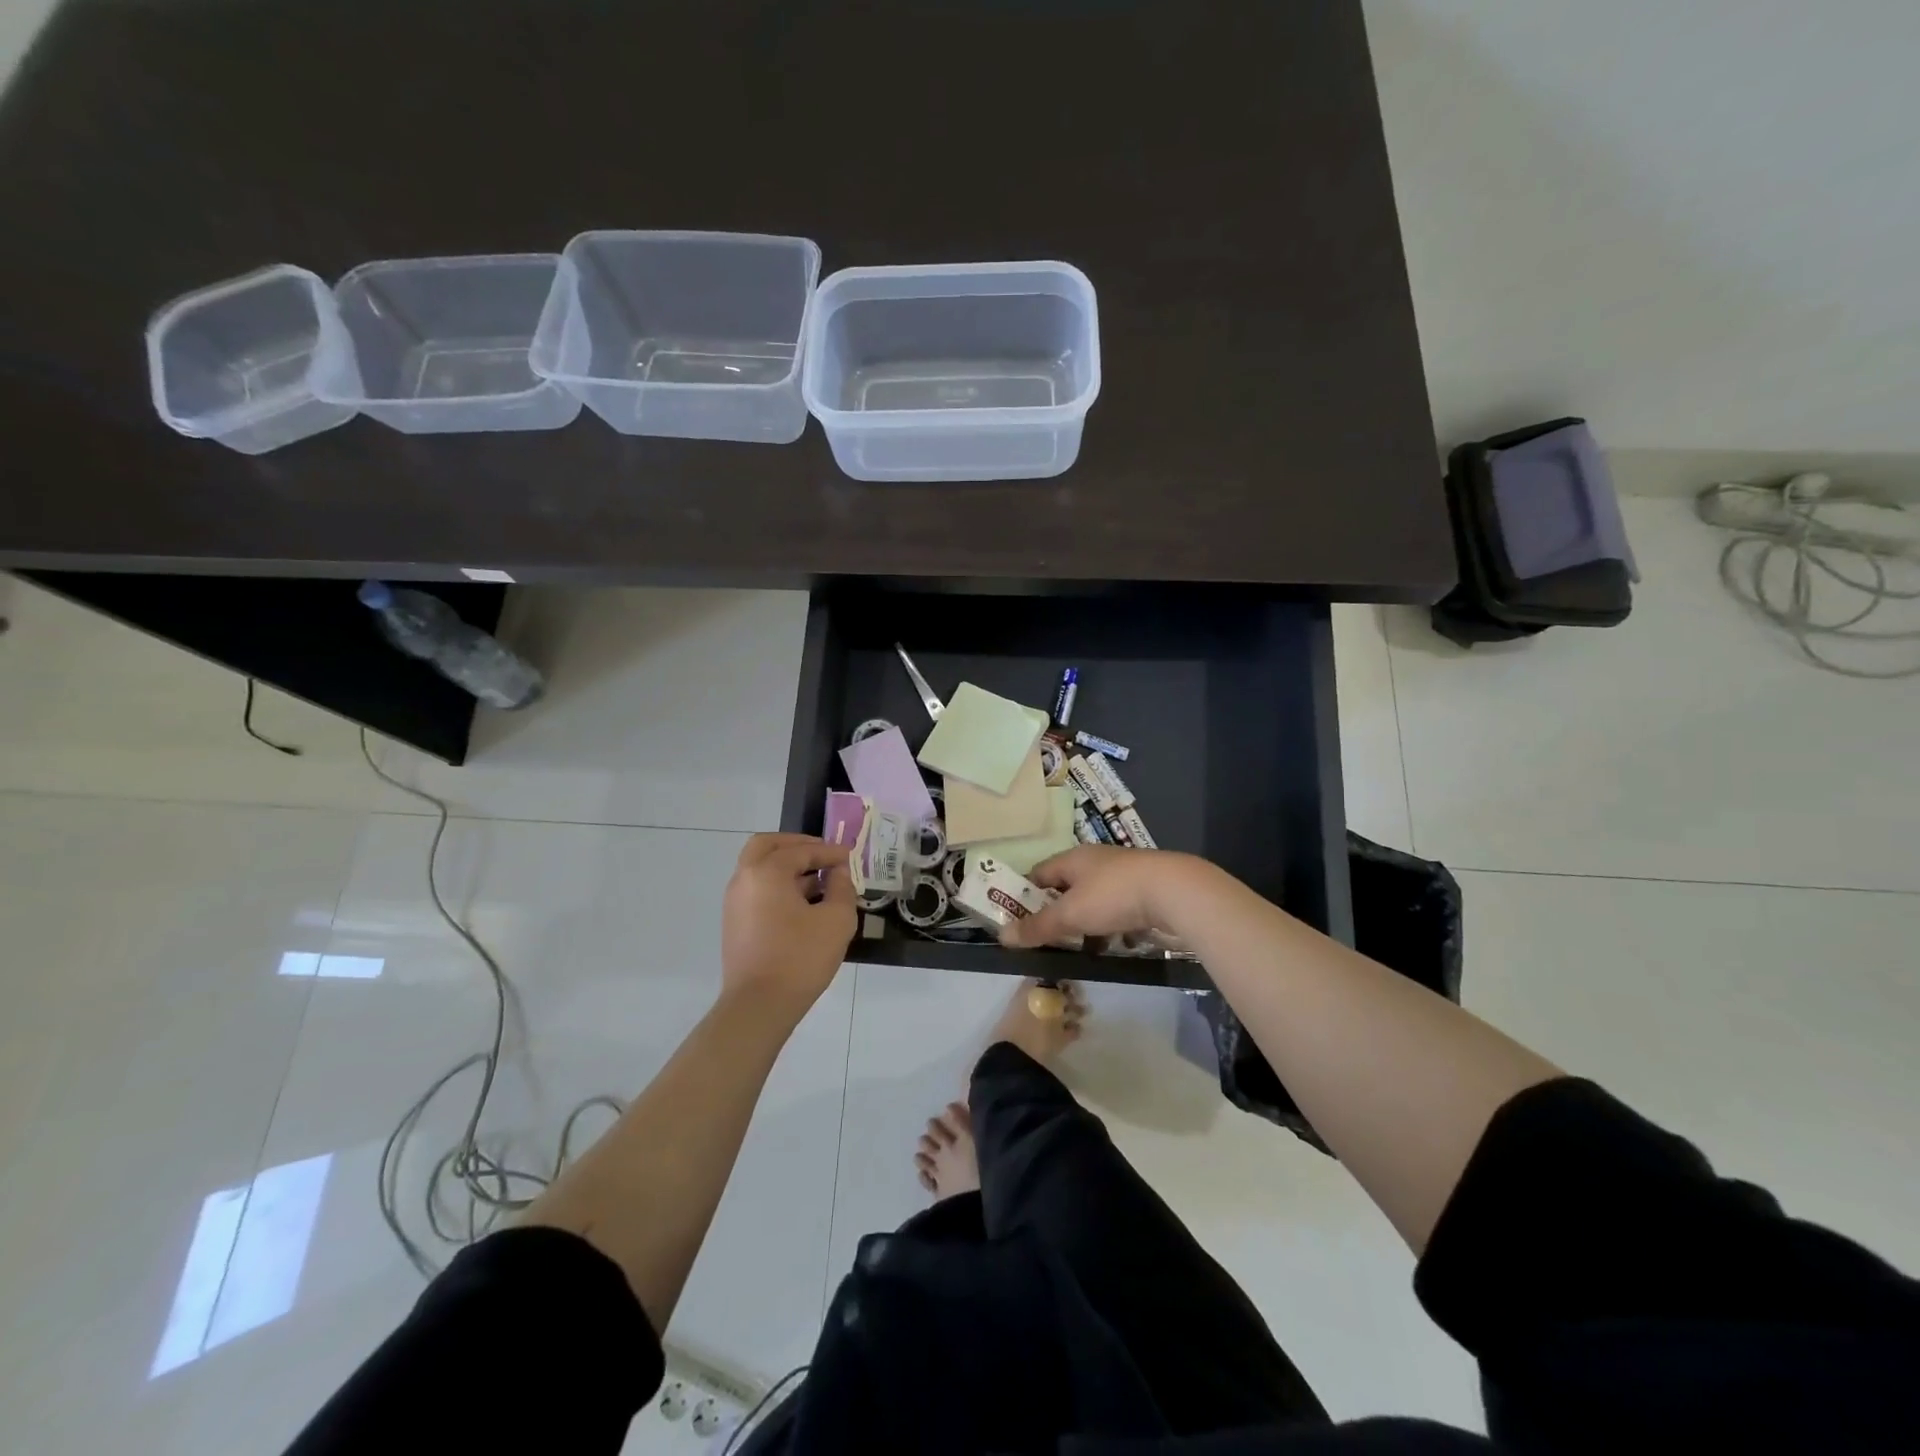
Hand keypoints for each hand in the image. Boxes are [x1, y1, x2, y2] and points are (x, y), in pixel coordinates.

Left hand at [720, 834, 855, 1012]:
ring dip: (787, 866)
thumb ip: (842, 887)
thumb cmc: (800, 958)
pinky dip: (778, 885)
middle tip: (822, 854)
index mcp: (766, 872)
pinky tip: (803, 904)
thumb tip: (838, 872)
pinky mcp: (735, 923)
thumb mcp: (836, 920)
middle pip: (767, 846)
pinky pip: (757, 890)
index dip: (829, 851)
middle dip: (796, 845)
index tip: (850, 857)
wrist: (759, 1006)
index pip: (801, 850)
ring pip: (759, 868)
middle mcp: (744, 879)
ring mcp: (734, 902)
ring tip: (818, 881)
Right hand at [1000, 845, 1210, 948]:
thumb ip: (1037, 927)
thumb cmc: (1113, 896)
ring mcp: (1122, 875)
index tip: (1017, 919)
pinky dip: (1110, 927)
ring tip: (1077, 948)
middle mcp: (1096, 861)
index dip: (1025, 894)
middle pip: (1066, 886)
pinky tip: (1112, 945)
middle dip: (1056, 911)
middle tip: (1045, 938)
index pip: (1039, 873)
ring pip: (1093, 900)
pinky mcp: (1144, 891)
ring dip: (1084, 922)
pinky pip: (1117, 910)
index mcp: (1073, 858)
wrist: (1174, 891)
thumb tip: (1002, 936)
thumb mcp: (1070, 914)